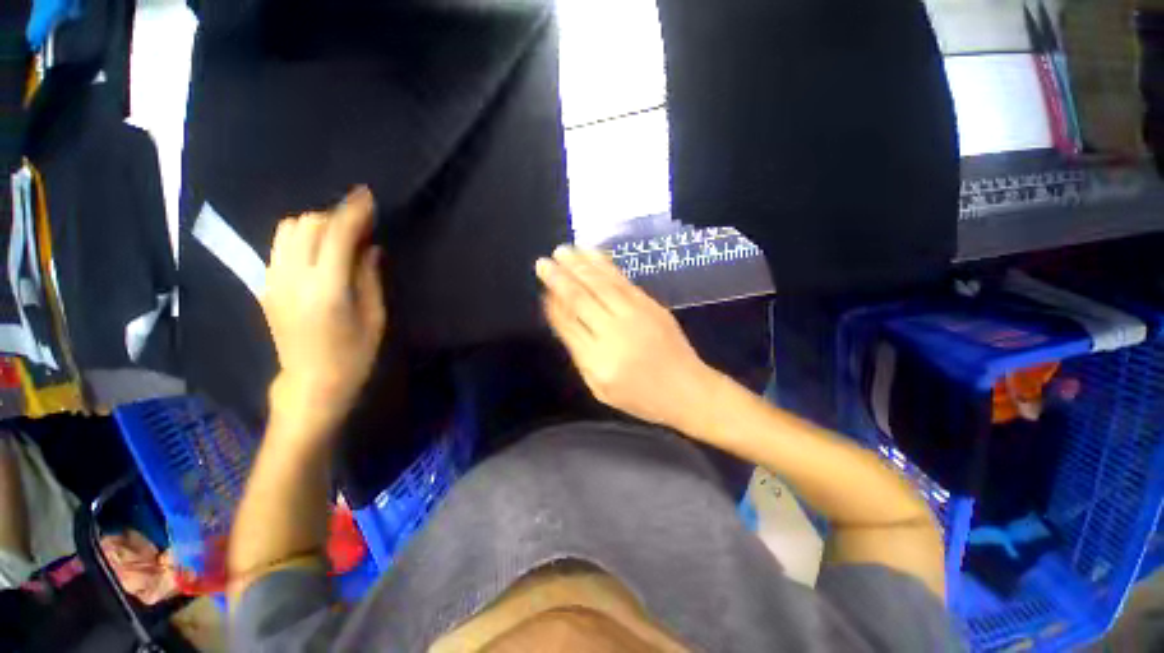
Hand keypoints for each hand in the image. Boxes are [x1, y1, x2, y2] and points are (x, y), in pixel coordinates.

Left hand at [261, 186, 386, 435]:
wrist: (311, 382)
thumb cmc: (355, 354)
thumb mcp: (375, 317)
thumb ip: (370, 276)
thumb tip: (370, 246)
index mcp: (327, 288)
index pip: (337, 234)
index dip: (354, 211)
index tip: (368, 196)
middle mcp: (293, 276)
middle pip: (308, 224)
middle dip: (336, 215)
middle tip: (360, 224)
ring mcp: (274, 279)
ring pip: (289, 229)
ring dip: (316, 223)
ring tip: (338, 235)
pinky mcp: (266, 284)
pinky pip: (280, 244)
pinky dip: (301, 236)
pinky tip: (319, 249)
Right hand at [535, 246, 717, 429]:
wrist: (686, 389)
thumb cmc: (640, 396)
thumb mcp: (600, 388)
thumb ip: (580, 355)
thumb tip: (563, 320)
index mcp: (598, 360)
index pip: (567, 324)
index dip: (553, 303)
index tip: (543, 288)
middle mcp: (613, 333)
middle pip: (580, 299)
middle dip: (559, 278)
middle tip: (543, 262)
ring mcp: (634, 315)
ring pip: (600, 284)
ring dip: (579, 265)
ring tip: (563, 250)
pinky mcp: (650, 304)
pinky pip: (622, 280)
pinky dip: (604, 264)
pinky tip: (591, 254)